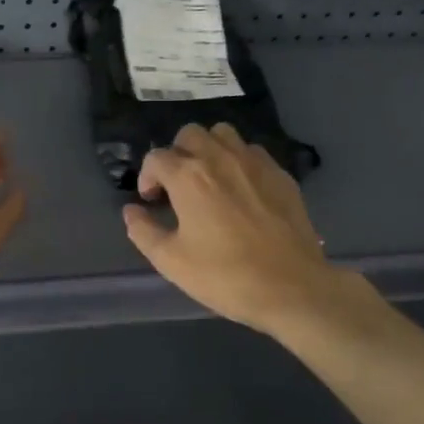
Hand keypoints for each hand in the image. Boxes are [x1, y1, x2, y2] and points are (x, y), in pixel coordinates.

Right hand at [124, 123, 366, 334]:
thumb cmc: (224, 276)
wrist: (291, 288)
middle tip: (177, 186)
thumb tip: (132, 211)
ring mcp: (255, 163)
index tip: (152, 201)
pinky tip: (240, 190)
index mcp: (188, 176)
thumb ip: (143, 231)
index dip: (147, 177)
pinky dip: (239, 161)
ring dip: (209, 149)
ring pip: (224, 134)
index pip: (156, 157)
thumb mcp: (170, 261)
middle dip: (177, 154)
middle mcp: (220, 158)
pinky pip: (252, 152)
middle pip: (190, 134)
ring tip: (208, 179)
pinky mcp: (281, 175)